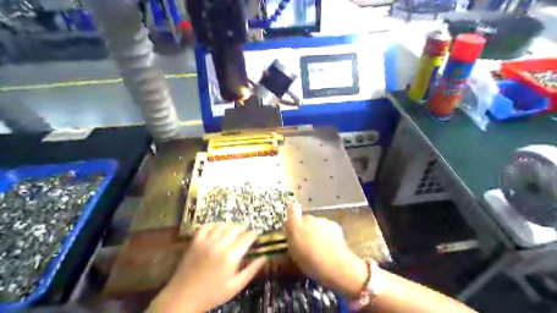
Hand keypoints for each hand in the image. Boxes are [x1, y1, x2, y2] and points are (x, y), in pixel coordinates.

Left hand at [148, 224, 264, 311]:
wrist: (183, 298)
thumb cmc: (212, 295)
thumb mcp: (235, 286)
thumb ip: (251, 270)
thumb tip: (264, 258)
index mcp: (230, 257)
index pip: (246, 238)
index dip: (253, 234)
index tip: (256, 234)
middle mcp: (219, 245)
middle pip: (235, 229)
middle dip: (243, 228)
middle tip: (246, 231)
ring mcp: (206, 242)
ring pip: (222, 227)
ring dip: (230, 226)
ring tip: (234, 230)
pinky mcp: (195, 243)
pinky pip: (205, 228)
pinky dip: (213, 226)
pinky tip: (217, 228)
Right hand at [284, 203, 368, 297]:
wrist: (333, 264)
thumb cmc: (308, 262)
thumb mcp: (293, 253)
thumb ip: (291, 238)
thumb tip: (290, 230)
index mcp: (294, 225)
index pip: (292, 209)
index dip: (292, 211)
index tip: (293, 218)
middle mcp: (308, 218)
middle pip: (305, 219)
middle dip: (306, 228)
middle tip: (308, 242)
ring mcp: (322, 220)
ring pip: (317, 224)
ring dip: (317, 231)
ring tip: (320, 247)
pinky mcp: (334, 224)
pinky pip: (328, 227)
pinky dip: (328, 233)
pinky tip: (330, 246)